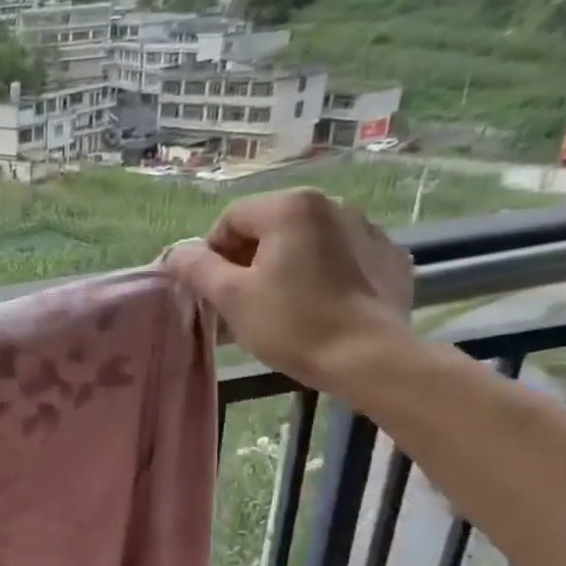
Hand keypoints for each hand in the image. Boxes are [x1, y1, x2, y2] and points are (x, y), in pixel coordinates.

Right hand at [162, 188, 415, 393]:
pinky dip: (321, 274)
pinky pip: (340, 258)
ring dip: (283, 265)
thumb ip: (197, 268)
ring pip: (306, 242)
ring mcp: (369, 230)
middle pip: (270, 227)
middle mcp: (333, 205)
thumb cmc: (292, 324)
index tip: (209, 289)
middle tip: (239, 300)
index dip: (211, 253)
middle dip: (247, 259)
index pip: (231, 219)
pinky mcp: (390, 259)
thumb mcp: (231, 297)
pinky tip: (317, 306)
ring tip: (278, 305)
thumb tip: (176, 253)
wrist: (370, 359)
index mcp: (291, 207)